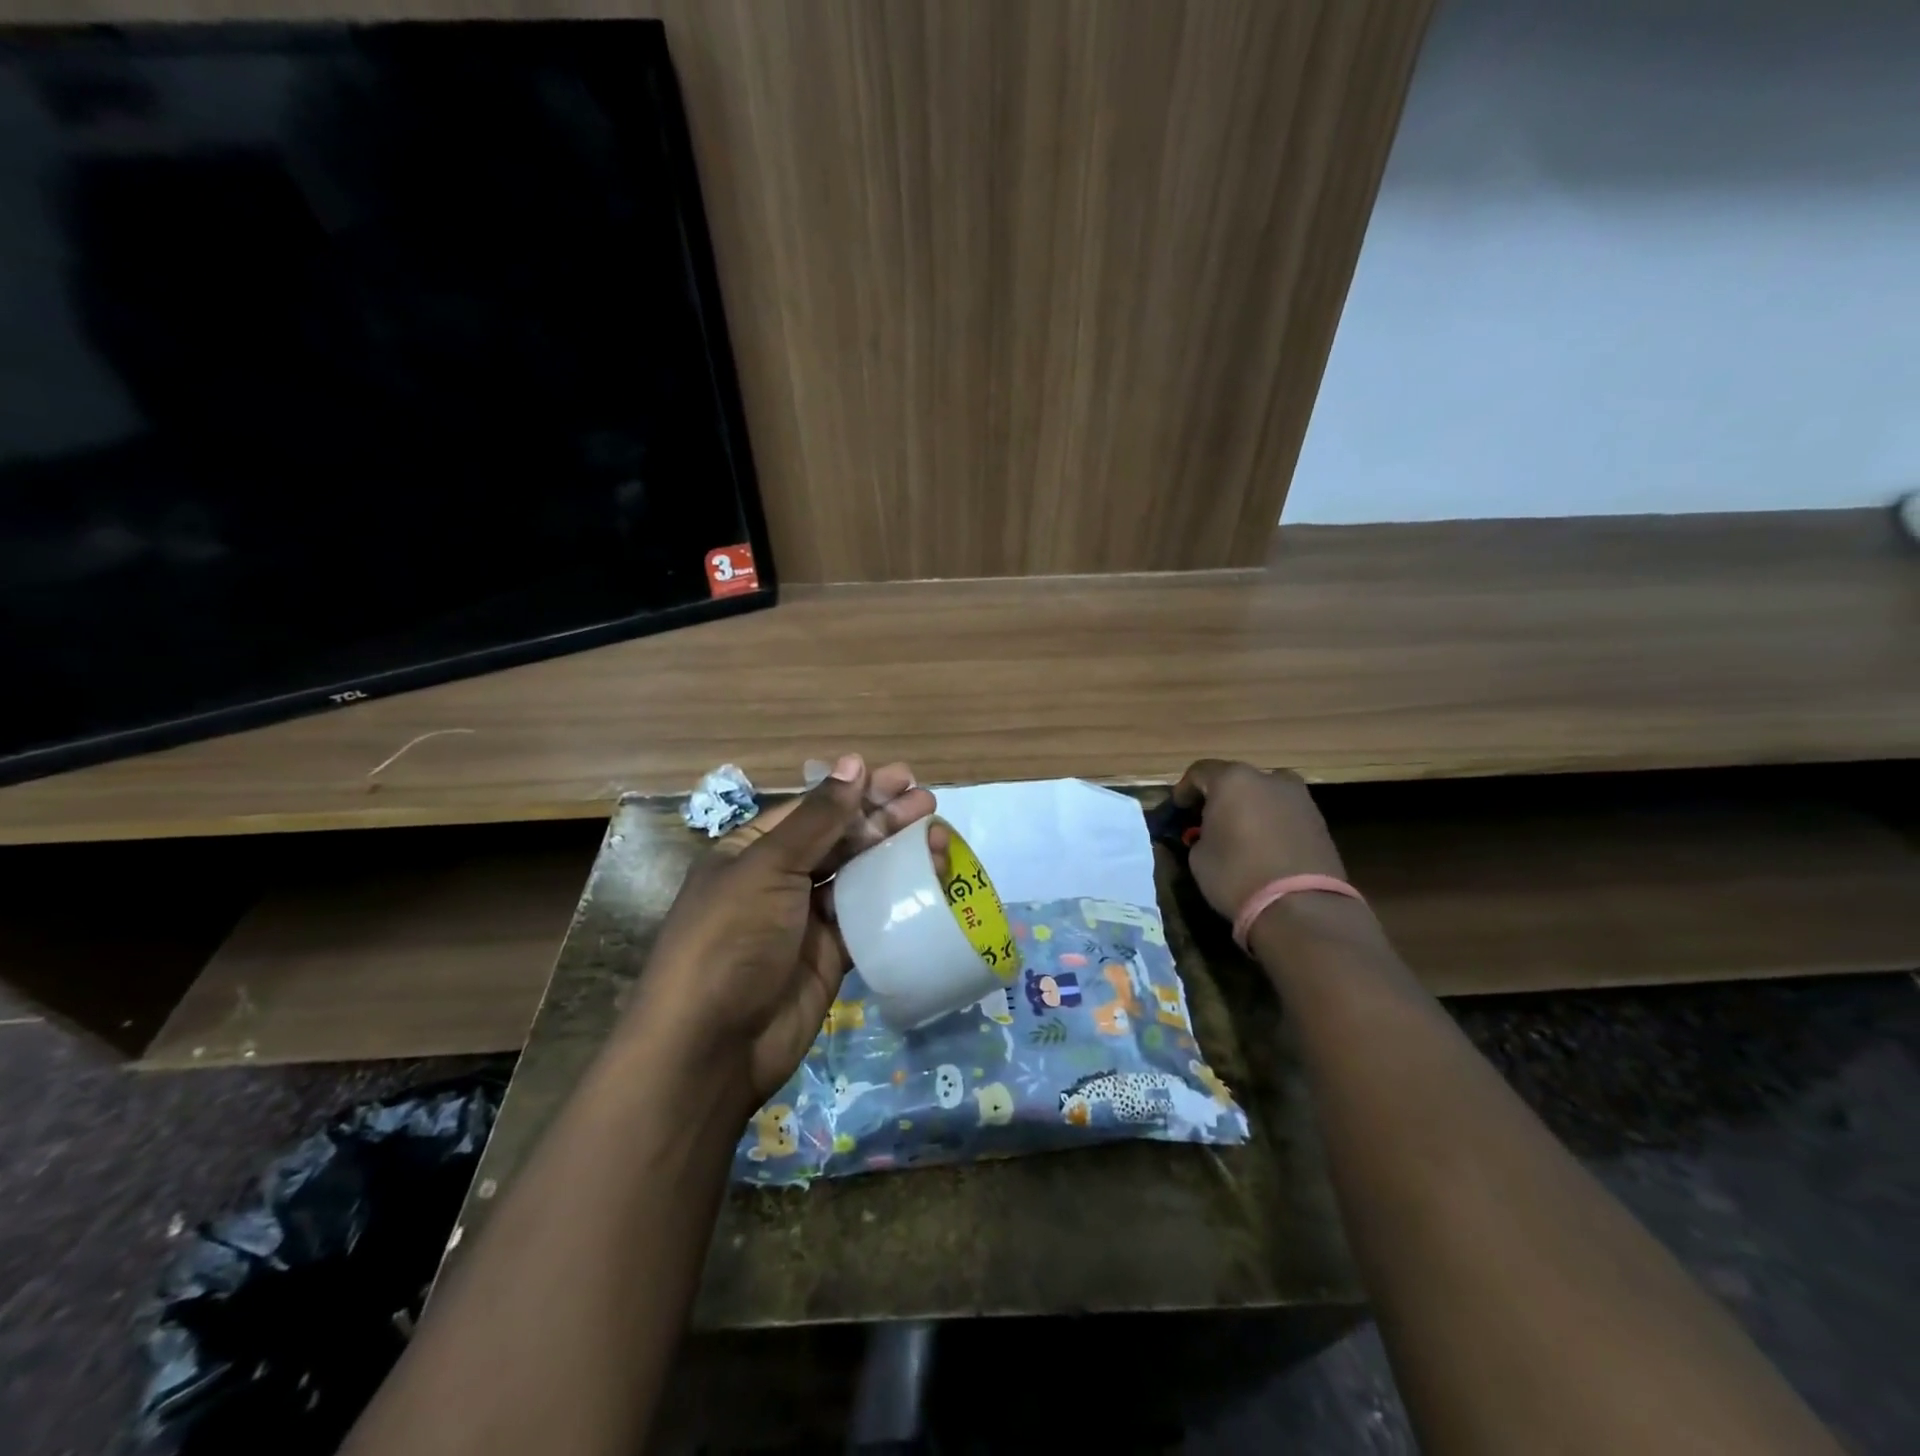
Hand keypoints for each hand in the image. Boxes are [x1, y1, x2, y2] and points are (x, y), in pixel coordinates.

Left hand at [625, 754, 936, 1112]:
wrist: (712, 1047)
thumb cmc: (730, 939)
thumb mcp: (768, 868)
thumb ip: (818, 819)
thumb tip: (853, 762)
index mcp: (753, 850)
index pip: (812, 810)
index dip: (855, 792)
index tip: (899, 778)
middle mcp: (780, 879)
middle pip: (840, 838)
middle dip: (882, 817)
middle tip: (926, 799)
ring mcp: (807, 919)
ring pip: (860, 875)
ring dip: (896, 853)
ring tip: (938, 832)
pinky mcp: (832, 955)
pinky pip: (869, 917)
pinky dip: (897, 897)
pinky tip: (928, 880)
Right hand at [1171, 760, 1347, 922]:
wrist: (1302, 907)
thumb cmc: (1237, 875)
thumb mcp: (1199, 856)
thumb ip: (1201, 835)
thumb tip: (1208, 835)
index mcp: (1233, 780)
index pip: (1200, 772)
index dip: (1184, 789)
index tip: (1178, 809)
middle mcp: (1269, 779)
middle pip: (1236, 780)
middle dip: (1219, 797)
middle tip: (1207, 820)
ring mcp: (1299, 798)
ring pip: (1264, 794)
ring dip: (1248, 807)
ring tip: (1239, 833)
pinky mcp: (1319, 820)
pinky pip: (1284, 812)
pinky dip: (1270, 821)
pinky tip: (1263, 845)